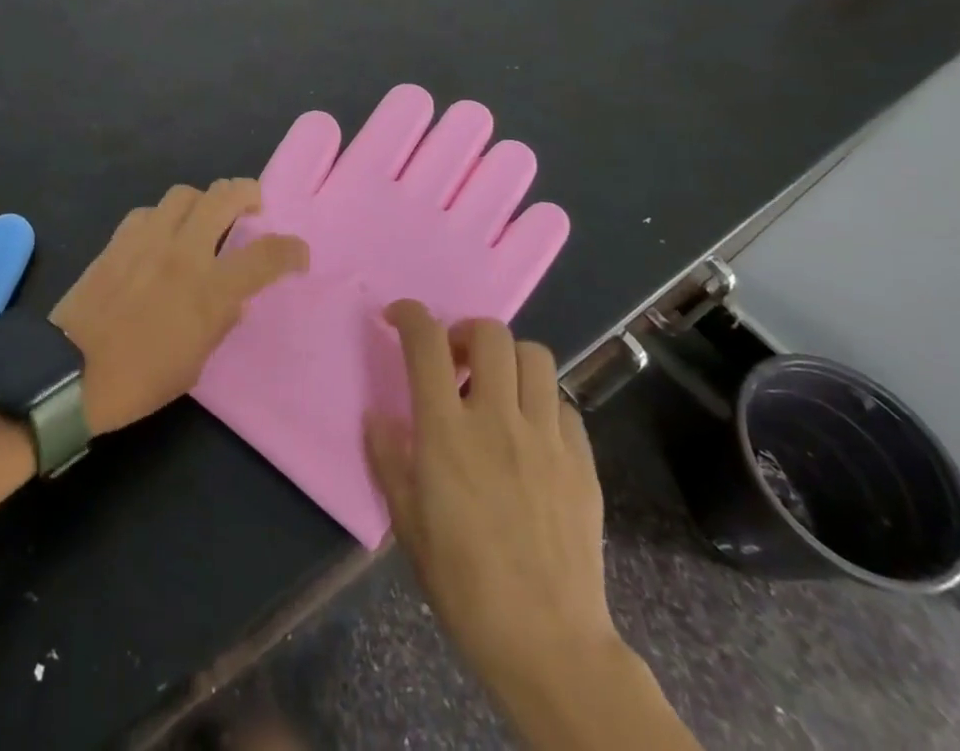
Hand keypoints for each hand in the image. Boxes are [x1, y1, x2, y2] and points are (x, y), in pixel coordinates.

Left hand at [53, 180, 306, 434]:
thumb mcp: (195, 362)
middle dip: (248, 193)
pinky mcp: (119, 238)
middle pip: (225, 196)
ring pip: (186, 193)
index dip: (291, 250)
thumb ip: (219, 321)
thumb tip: (232, 298)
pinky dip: (164, 217)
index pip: (266, 255)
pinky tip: (160, 237)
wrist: (69, 372)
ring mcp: (148, 238)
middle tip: (254, 206)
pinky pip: (150, 211)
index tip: (298, 253)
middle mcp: (184, 251)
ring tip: (204, 220)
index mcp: (210, 289)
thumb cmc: (139, 380)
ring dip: (204, 201)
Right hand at [366, 302, 616, 699]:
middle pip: (490, 334)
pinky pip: (563, 403)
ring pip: (535, 356)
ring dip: (509, 359)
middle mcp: (498, 419)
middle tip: (455, 362)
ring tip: (496, 388)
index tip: (397, 318)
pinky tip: (531, 431)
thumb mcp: (407, 523)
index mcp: (447, 432)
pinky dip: (542, 401)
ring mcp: (546, 437)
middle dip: (466, 332)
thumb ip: (388, 459)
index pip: (426, 342)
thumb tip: (377, 416)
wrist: (548, 643)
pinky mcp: (582, 461)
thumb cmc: (464, 584)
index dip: (409, 315)